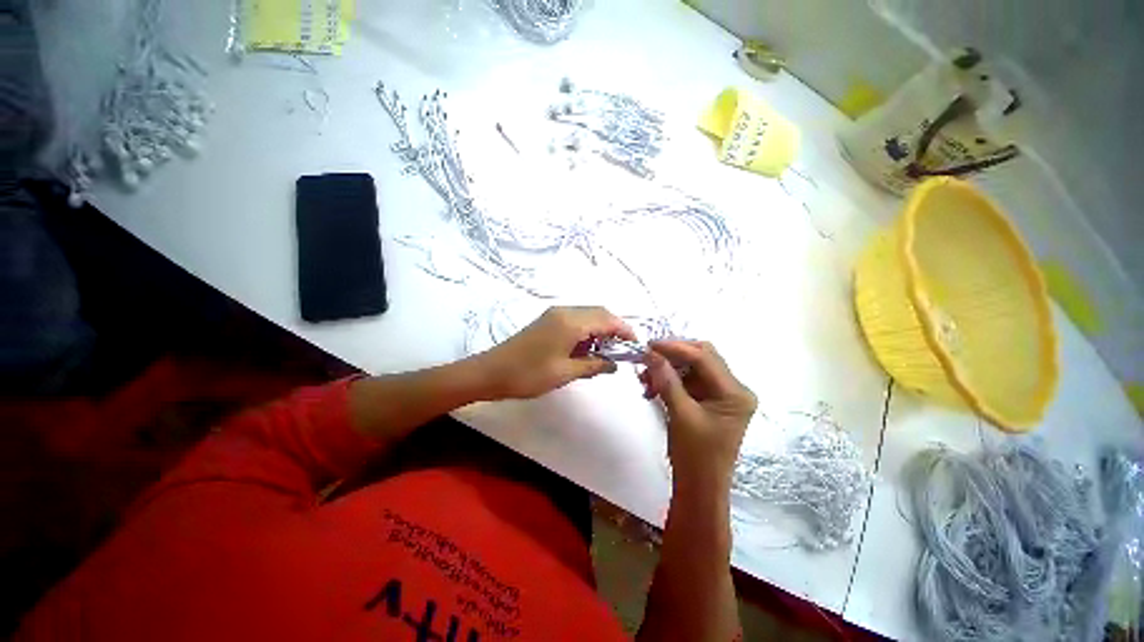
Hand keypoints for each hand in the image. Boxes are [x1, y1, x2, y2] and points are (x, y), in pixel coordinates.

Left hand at [479, 306, 635, 399]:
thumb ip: (593, 365)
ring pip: (587, 316)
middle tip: (622, 351)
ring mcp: (554, 315)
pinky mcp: (547, 321)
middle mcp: (564, 312)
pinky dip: (586, 332)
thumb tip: (614, 364)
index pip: (607, 319)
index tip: (636, 345)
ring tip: (605, 353)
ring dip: (600, 330)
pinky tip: (586, 350)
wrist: (491, 372)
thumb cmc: (529, 374)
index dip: (625, 330)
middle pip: (598, 313)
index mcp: (571, 322)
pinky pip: (575, 321)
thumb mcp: (565, 372)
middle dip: (614, 329)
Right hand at [639, 340, 756, 490]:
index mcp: (735, 392)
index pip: (704, 357)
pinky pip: (688, 380)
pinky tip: (653, 385)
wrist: (699, 488)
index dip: (675, 348)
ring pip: (692, 367)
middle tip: (647, 358)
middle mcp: (733, 388)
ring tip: (646, 377)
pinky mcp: (709, 400)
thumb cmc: (696, 456)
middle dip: (673, 356)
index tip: (649, 346)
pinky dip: (670, 379)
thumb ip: (666, 380)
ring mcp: (721, 394)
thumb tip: (650, 353)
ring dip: (669, 368)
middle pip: (701, 357)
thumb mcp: (681, 414)